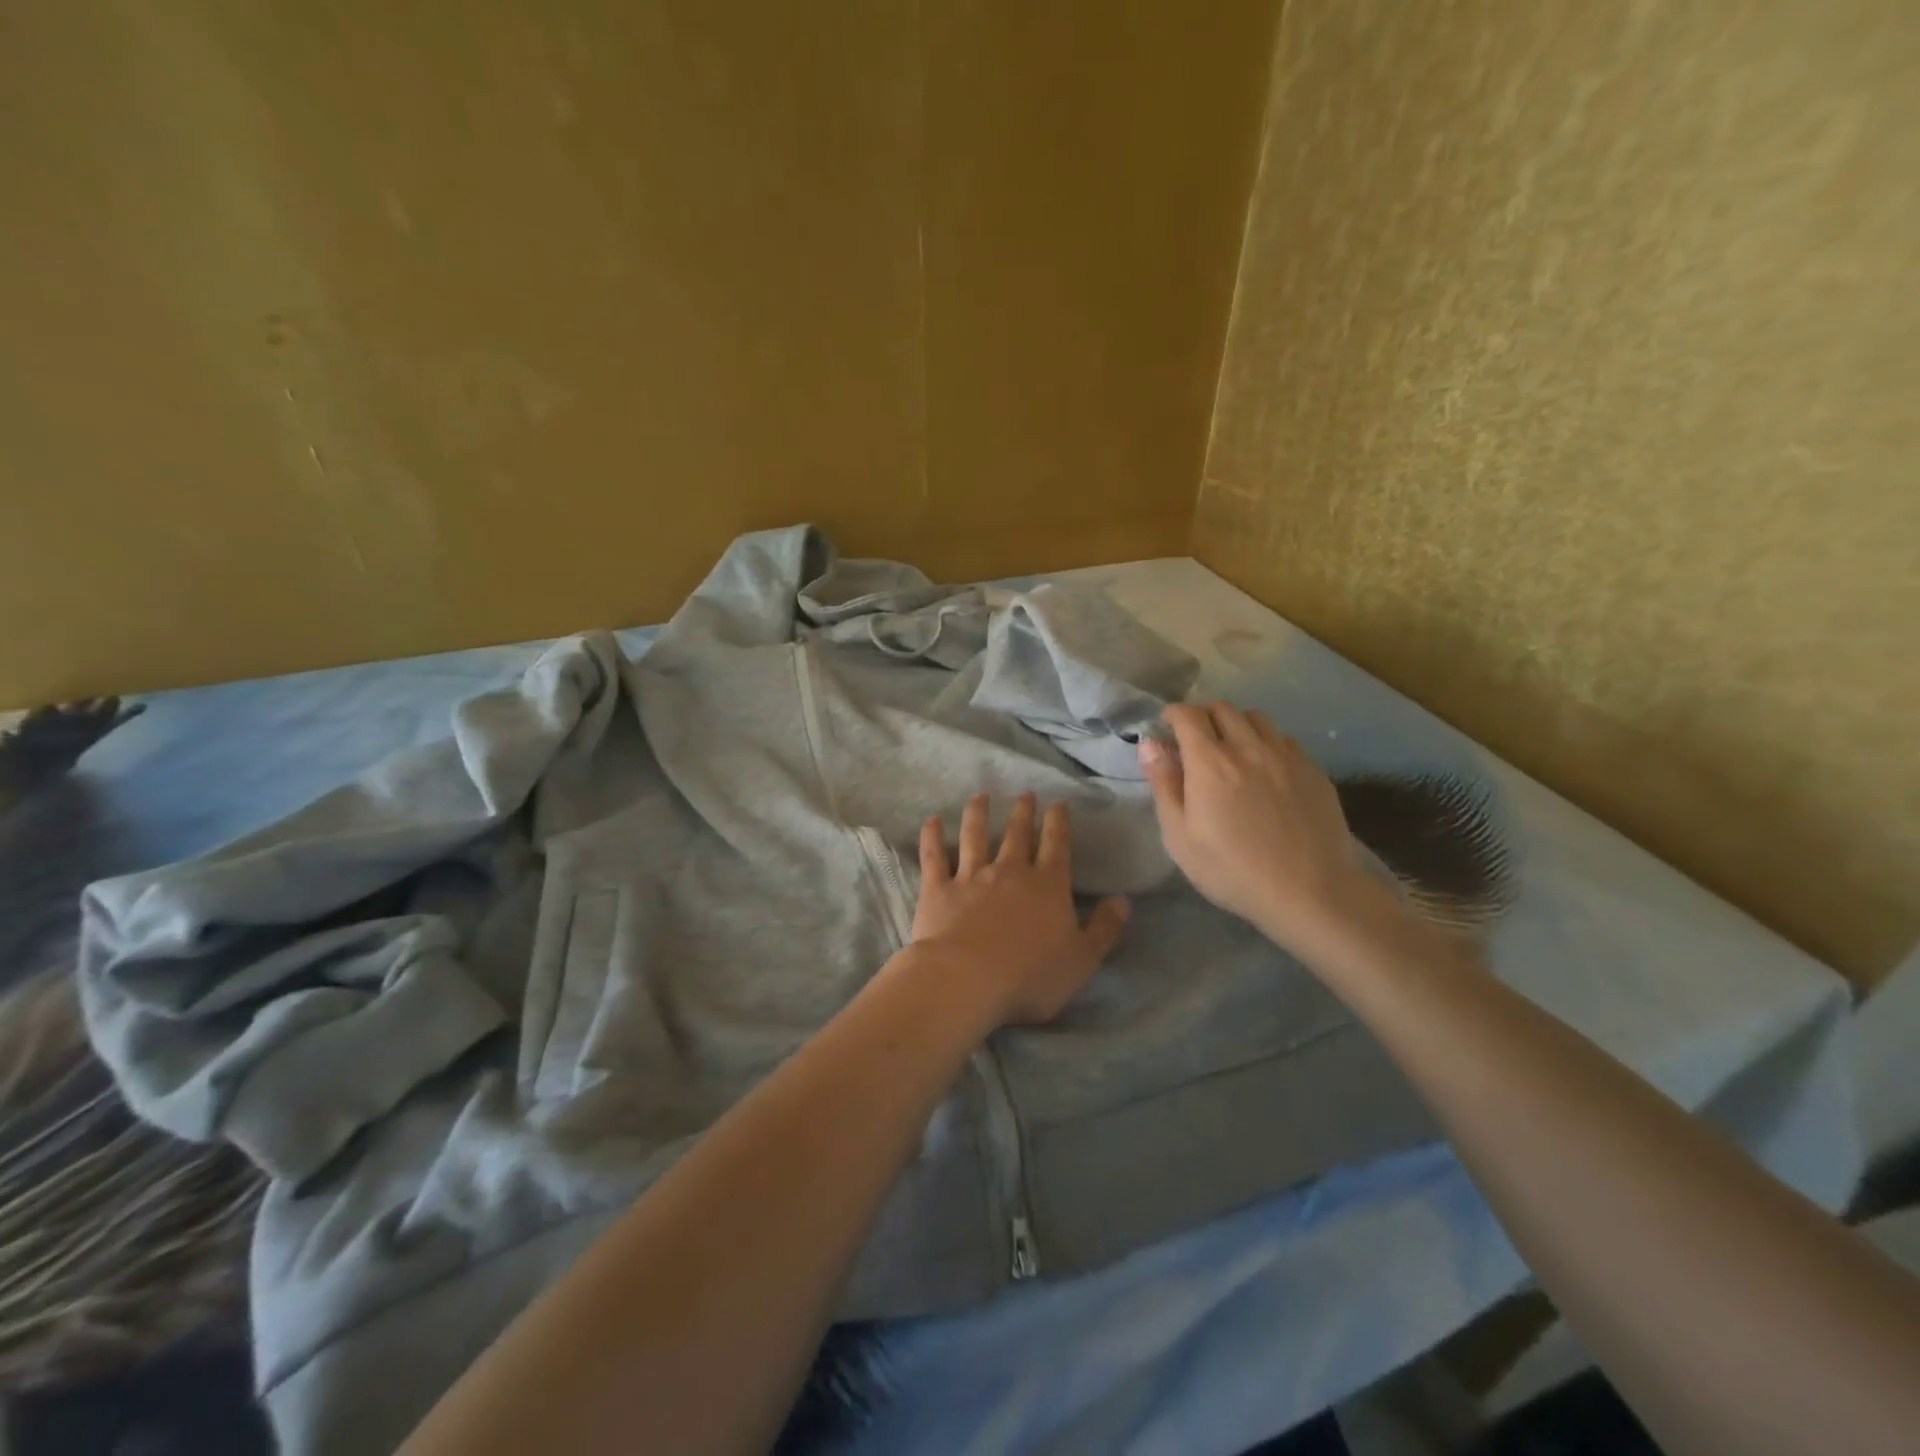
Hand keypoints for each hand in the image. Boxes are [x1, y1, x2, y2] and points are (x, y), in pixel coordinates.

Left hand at [909, 793, 1129, 1026]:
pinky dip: (932, 837)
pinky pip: (934, 857)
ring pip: (975, 837)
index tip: (1058, 803)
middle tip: (1025, 794)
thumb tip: (1124, 900)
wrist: (967, 980)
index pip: (1057, 846)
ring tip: (980, 797)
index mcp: (1048, 886)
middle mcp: (1010, 872)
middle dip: (1023, 813)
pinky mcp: (938, 890)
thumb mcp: (1082, 960)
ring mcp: (971, 877)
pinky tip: (932, 821)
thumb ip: (1105, 929)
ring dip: (978, 815)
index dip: (1059, 823)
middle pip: (1017, 835)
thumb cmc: (1031, 976)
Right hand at [1138, 703, 1386, 956]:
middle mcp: (1249, 747)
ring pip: (1257, 718)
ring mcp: (1286, 756)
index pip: (1188, 715)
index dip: (1173, 715)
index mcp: (1210, 762)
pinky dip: (1267, 742)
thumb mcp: (1179, 836)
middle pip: (1223, 708)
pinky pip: (1285, 739)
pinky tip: (1266, 769)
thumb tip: (1150, 744)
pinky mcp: (1313, 770)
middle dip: (1204, 717)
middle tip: (1196, 742)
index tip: (1166, 728)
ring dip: (1237, 725)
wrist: (1310, 892)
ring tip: (1232, 750)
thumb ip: (1163, 784)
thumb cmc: (1232, 870)